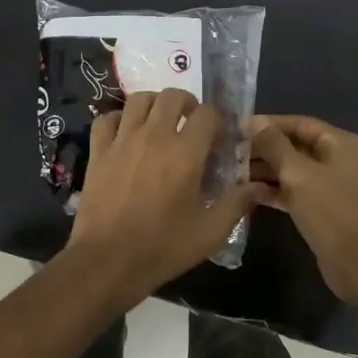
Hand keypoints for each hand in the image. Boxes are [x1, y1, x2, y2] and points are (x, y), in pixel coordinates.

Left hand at [65, 89, 262, 304]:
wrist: (107, 261)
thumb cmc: (163, 247)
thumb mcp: (210, 232)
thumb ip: (236, 204)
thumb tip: (259, 187)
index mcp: (186, 153)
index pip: (208, 113)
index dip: (218, 120)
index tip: (219, 138)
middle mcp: (154, 136)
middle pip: (172, 96)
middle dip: (187, 104)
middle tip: (191, 124)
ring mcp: (122, 140)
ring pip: (139, 100)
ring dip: (154, 105)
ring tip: (160, 123)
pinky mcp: (98, 151)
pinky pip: (106, 118)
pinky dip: (118, 119)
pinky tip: (126, 134)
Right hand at [248, 114, 357, 301]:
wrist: (355, 261)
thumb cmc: (329, 210)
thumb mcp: (298, 173)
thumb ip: (274, 145)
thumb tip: (254, 121)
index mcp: (341, 143)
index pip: (300, 123)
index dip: (269, 124)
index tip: (239, 128)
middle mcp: (340, 159)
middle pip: (296, 146)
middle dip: (265, 149)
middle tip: (231, 151)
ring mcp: (332, 185)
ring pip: (294, 170)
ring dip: (266, 170)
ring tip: (233, 171)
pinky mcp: (324, 207)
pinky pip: (296, 190)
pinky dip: (275, 190)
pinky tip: (248, 192)